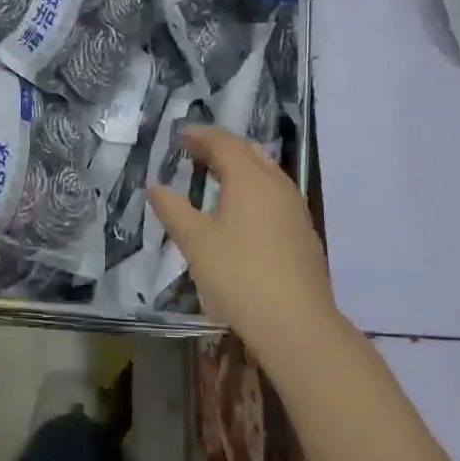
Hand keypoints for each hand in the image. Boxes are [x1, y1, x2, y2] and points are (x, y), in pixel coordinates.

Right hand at [147, 126, 339, 362]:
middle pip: (248, 153)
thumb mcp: (196, 243)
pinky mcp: (304, 233)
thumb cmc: (239, 276)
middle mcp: (277, 185)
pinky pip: (275, 195)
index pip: (224, 143)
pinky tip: (242, 212)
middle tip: (195, 153)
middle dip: (221, 148)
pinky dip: (253, 190)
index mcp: (250, 179)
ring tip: (215, 178)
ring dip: (239, 168)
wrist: (297, 325)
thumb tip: (155, 186)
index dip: (201, 135)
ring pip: (266, 174)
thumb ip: (173, 210)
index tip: (180, 135)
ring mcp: (295, 209)